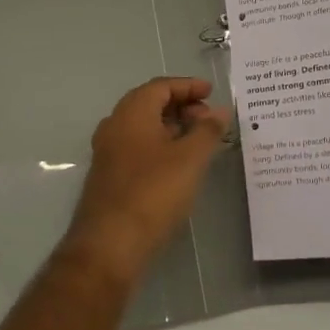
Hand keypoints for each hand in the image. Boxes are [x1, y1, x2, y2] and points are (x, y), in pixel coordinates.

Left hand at [63, 77, 231, 285]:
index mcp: (131, 113)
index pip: (160, 86)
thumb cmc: (153, 192)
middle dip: (181, 106)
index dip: (188, 86)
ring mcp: (108, 152)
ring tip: (199, 141)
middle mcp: (115, 125)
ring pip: (143, 127)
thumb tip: (221, 111)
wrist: (110, 243)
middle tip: (209, 118)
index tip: (212, 93)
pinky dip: (160, 146)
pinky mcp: (109, 176)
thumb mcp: (190, 159)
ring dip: (171, 127)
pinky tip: (178, 165)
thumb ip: (207, 131)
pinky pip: (137, 147)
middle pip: (149, 103)